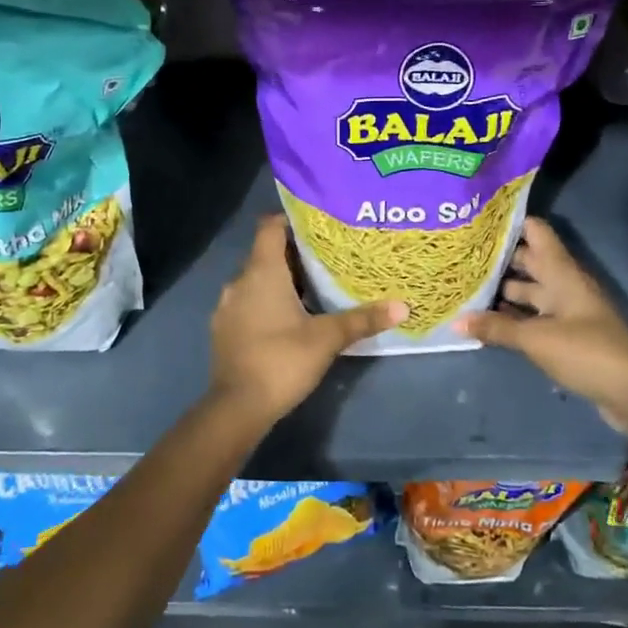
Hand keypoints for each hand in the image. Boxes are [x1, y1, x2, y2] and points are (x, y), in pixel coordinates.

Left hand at [210, 215, 406, 424]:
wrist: (237, 407)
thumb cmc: (282, 360)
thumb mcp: (327, 339)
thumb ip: (362, 319)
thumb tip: (402, 306)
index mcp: (261, 272)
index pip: (270, 227)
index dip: (292, 220)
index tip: (319, 225)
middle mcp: (239, 281)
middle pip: (267, 254)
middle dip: (296, 255)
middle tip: (329, 258)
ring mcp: (228, 306)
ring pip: (257, 281)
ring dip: (282, 282)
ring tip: (315, 289)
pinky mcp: (224, 329)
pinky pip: (248, 303)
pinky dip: (267, 303)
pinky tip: (290, 319)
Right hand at [456, 217, 627, 440]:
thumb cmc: (587, 352)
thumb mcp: (537, 338)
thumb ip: (496, 327)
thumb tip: (456, 320)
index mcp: (562, 273)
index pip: (536, 232)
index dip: (510, 222)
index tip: (476, 220)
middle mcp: (563, 285)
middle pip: (528, 261)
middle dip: (496, 258)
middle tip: (459, 254)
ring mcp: (565, 311)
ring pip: (528, 291)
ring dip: (501, 290)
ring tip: (464, 286)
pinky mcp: (564, 335)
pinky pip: (532, 318)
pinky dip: (511, 317)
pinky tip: (484, 320)